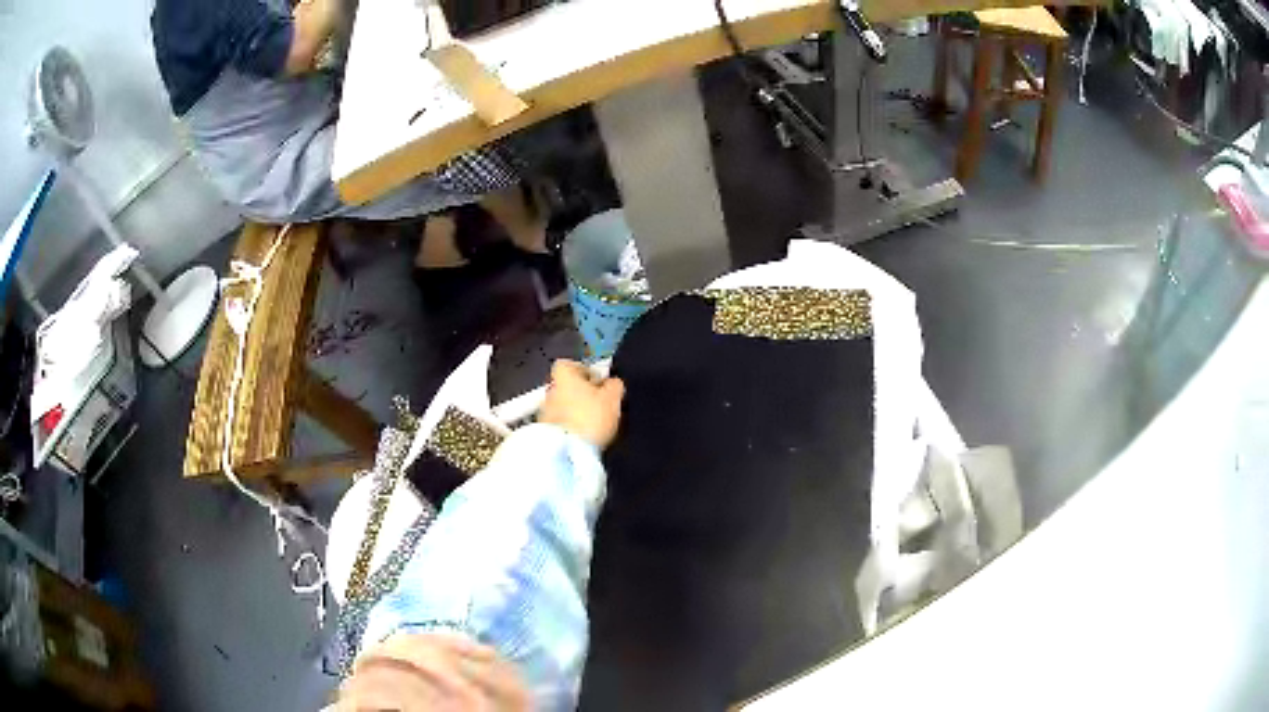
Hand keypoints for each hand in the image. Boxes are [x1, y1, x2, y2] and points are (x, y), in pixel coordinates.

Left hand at [539, 360, 624, 448]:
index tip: (598, 382)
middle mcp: (550, 391)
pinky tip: (584, 437)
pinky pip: (560, 425)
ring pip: (562, 407)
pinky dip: (570, 428)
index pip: (569, 364)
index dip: (584, 371)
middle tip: (600, 405)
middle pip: (566, 387)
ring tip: (593, 425)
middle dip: (581, 395)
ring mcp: (544, 413)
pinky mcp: (545, 433)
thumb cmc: (589, 419)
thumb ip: (614, 385)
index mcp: (563, 375)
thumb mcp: (613, 398)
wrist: (568, 453)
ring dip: (575, 413)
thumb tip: (613, 383)